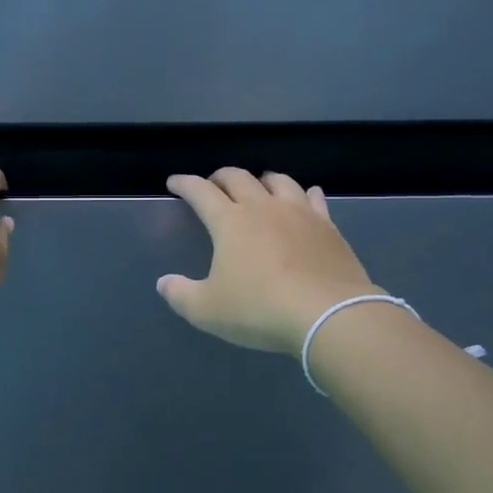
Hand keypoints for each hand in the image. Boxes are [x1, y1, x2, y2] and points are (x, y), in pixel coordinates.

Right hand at [157, 168, 382, 353]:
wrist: (329, 314)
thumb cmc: (260, 309)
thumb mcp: (207, 310)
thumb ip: (181, 295)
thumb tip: (163, 283)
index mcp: (230, 222)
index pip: (200, 191)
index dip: (184, 184)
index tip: (174, 182)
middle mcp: (263, 208)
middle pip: (238, 178)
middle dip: (220, 177)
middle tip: (212, 185)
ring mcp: (299, 213)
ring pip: (278, 181)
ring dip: (262, 179)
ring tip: (258, 186)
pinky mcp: (327, 226)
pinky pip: (314, 199)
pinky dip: (305, 194)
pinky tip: (307, 196)